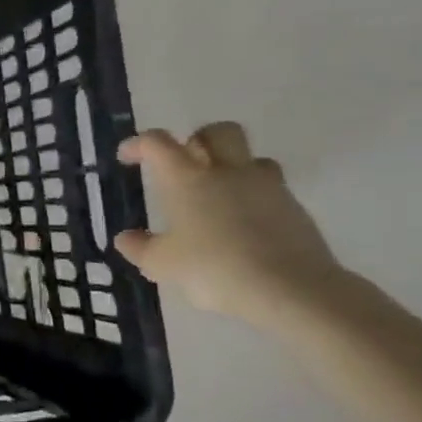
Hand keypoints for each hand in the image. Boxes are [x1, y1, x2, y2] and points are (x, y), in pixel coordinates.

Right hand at [115, 122, 348, 328]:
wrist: (291, 289)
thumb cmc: (214, 269)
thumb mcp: (163, 264)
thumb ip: (141, 248)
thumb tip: (126, 238)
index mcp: (186, 178)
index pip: (157, 143)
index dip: (139, 144)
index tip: (128, 157)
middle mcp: (227, 171)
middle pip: (217, 132)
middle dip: (198, 140)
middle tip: (185, 164)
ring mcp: (266, 187)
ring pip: (251, 157)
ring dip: (233, 166)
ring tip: (219, 194)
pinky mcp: (295, 208)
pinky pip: (271, 188)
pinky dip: (255, 197)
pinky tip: (245, 225)